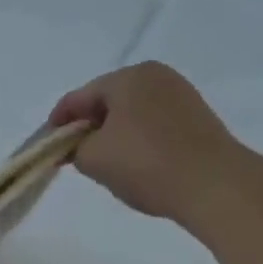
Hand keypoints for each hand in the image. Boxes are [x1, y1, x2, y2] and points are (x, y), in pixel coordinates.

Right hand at [50, 62, 252, 224]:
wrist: (215, 186)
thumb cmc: (145, 163)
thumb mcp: (92, 158)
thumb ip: (72, 148)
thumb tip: (74, 147)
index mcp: (127, 77)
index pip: (77, 98)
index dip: (57, 124)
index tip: (47, 148)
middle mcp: (156, 77)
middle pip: (105, 102)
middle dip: (87, 127)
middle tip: (74, 156)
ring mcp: (182, 95)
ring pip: (130, 113)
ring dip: (113, 134)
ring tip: (104, 163)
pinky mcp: (198, 118)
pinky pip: (153, 123)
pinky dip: (137, 139)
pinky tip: (134, 163)